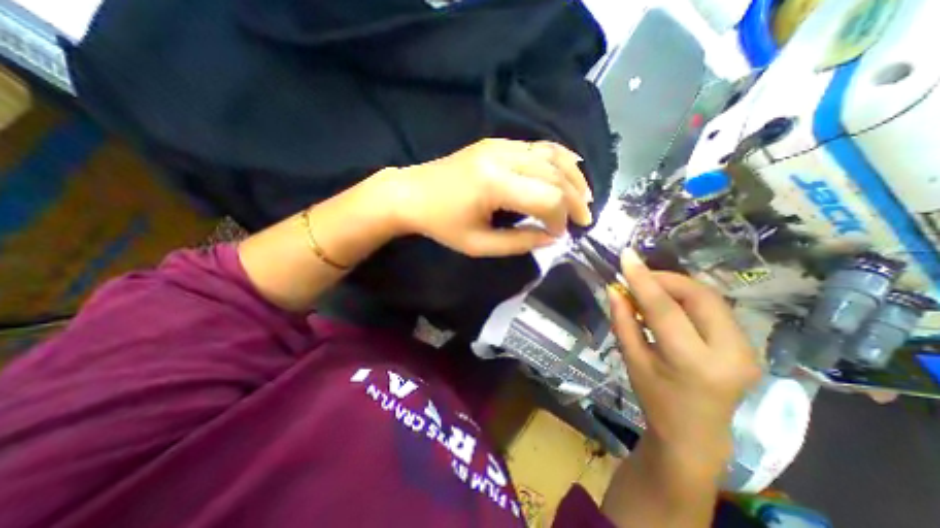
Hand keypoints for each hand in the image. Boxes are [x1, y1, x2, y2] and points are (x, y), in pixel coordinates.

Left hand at [377, 138, 588, 258]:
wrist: (410, 193)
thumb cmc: (441, 224)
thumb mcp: (478, 244)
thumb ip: (519, 242)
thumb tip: (552, 237)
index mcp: (494, 184)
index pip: (547, 198)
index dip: (561, 218)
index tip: (560, 235)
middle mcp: (502, 156)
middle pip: (555, 174)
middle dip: (575, 198)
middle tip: (584, 219)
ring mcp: (500, 144)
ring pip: (551, 154)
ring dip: (573, 176)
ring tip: (585, 197)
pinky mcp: (497, 142)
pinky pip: (537, 147)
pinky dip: (559, 159)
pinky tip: (570, 170)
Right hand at [610, 252, 761, 461]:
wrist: (696, 432)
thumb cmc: (655, 397)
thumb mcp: (632, 359)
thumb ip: (623, 321)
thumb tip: (614, 288)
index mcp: (693, 362)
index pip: (665, 308)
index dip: (643, 279)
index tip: (626, 256)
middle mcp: (731, 353)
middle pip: (698, 295)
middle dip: (664, 279)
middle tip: (637, 277)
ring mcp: (747, 349)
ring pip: (709, 297)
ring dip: (676, 286)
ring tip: (650, 290)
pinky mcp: (749, 345)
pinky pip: (714, 307)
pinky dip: (687, 298)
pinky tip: (669, 303)